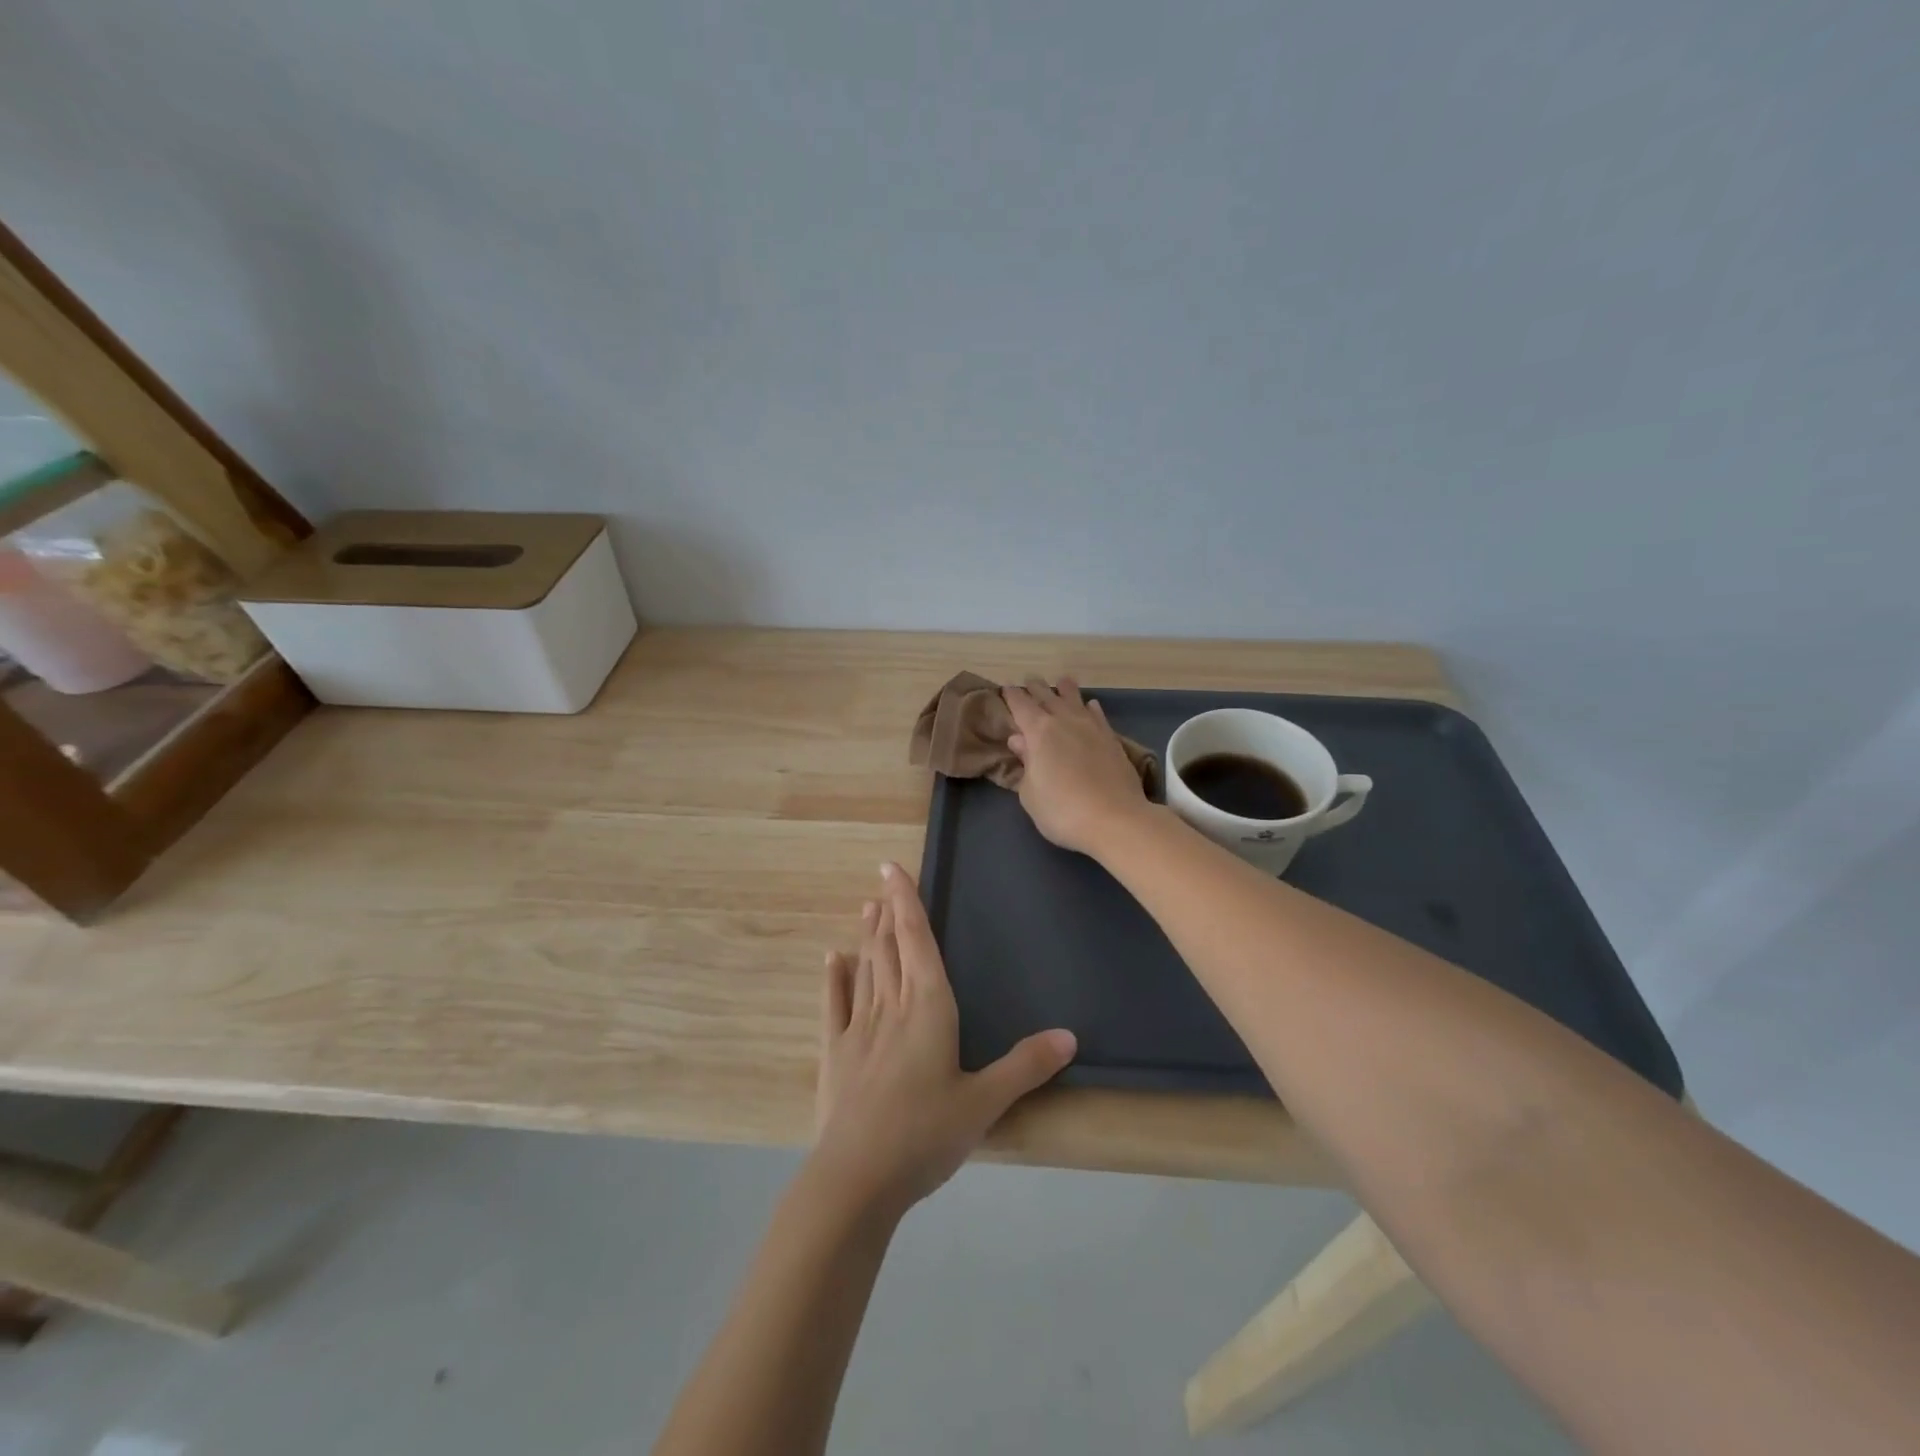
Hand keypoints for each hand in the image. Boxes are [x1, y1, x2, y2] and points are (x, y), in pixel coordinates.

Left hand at [813, 863, 1076, 1217]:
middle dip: (887, 913)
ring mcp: (859, 1028)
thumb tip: (1069, 1036)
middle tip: (881, 883)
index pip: (917, 940)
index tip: (892, 869)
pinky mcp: (835, 1053)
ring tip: (867, 908)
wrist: (857, 1177)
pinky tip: (832, 959)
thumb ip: (1025, 1066)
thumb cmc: (926, 1134)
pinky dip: (834, 979)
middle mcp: (892, 1006)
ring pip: (866, 969)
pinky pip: (835, 1005)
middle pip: (890, 948)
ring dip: (867, 937)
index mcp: (928, 1007)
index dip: (907, 902)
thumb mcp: (985, 1102)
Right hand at [1003, 677, 1153, 855]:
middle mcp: (1065, 722)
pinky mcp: (1112, 740)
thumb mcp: (1030, 794)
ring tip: (1062, 681)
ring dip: (1066, 690)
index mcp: (1039, 732)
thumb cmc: (1062, 810)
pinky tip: (1091, 705)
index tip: (1006, 688)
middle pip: (1048, 697)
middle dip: (1036, 688)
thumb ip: (1025, 764)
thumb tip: (1019, 740)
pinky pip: (1098, 716)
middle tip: (1029, 680)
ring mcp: (1091, 728)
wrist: (1115, 819)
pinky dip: (1091, 708)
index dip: (1012, 696)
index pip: (1021, 706)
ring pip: (1075, 701)